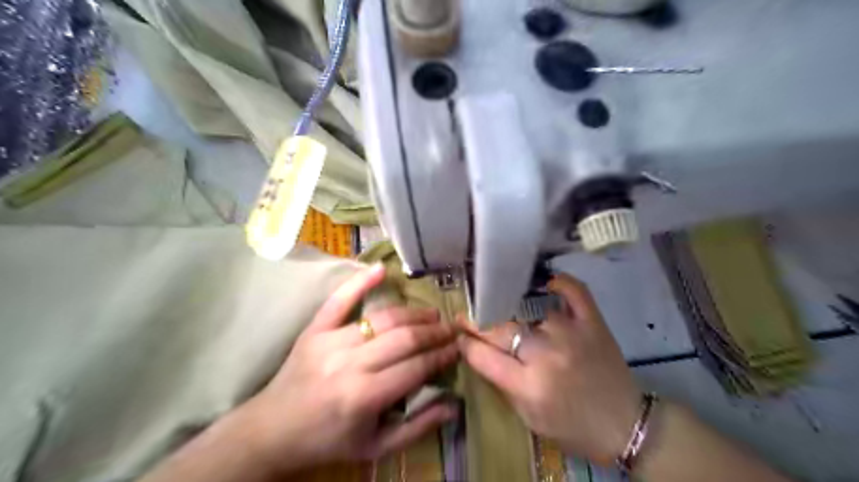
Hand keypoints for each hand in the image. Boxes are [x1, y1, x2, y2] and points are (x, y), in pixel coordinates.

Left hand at [231, 266, 459, 472]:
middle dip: (434, 333)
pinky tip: (381, 269)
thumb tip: (453, 405)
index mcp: (365, 396)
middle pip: (404, 338)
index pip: (417, 367)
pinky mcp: (315, 329)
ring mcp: (330, 341)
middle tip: (451, 330)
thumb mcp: (376, 447)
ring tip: (431, 314)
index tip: (457, 348)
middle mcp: (350, 364)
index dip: (442, 356)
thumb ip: (417, 428)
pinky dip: (360, 282)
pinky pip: (339, 300)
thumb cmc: (328, 440)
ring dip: (413, 314)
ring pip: (383, 318)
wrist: (273, 429)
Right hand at [460, 273, 639, 464]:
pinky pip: (574, 291)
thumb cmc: (572, 428)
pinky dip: (560, 282)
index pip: (483, 354)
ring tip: (499, 306)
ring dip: (510, 309)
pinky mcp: (593, 322)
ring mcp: (571, 333)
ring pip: (527, 310)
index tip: (458, 336)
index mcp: (529, 385)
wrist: (626, 425)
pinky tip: (547, 281)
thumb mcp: (528, 417)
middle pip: (500, 328)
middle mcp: (547, 354)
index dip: (465, 343)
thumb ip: (501, 383)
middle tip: (468, 317)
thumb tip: (478, 352)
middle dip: (477, 322)